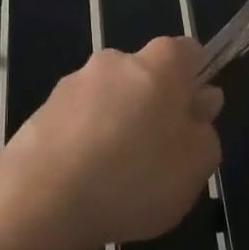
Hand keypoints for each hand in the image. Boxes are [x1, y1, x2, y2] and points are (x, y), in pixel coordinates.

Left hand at [0, 38, 221, 249]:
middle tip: (158, 157)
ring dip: (118, 125)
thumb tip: (201, 101)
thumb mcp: (196, 165)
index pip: (187, 52)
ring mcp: (74, 81)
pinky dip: (87, 140)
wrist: (43, 198)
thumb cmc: (135, 177)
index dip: (195, 81)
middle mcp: (114, 60)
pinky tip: (85, 180)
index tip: (193, 118)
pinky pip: (80, 120)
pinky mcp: (44, 108)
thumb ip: (205, 129)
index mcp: (158, 63)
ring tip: (117, 178)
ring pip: (110, 99)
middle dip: (154, 107)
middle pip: (145, 76)